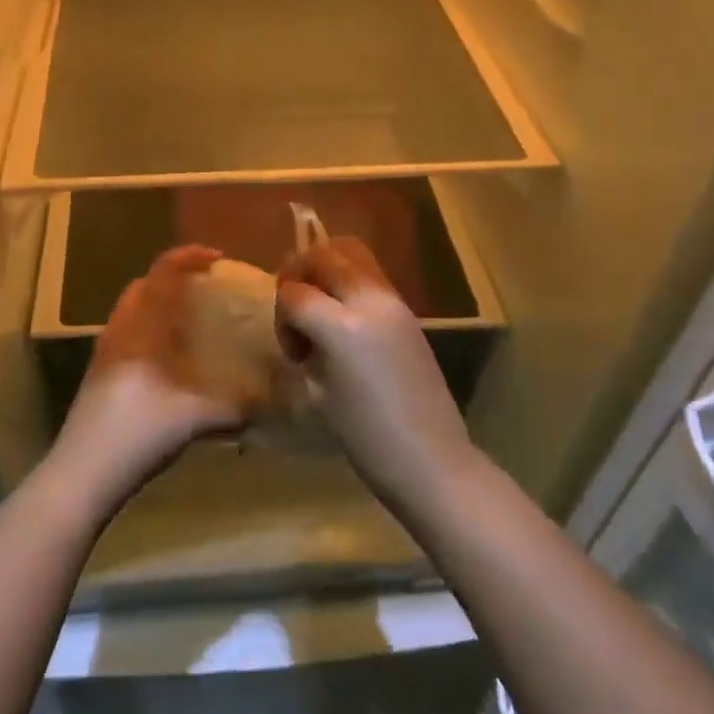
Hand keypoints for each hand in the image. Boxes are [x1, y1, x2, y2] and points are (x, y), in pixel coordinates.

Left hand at [48, 245, 247, 517]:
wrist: (81, 473)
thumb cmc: (138, 432)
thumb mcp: (196, 420)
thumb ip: (237, 407)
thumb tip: (272, 401)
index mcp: (142, 327)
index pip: (163, 272)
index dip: (189, 257)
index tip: (217, 259)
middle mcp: (120, 330)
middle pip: (143, 285)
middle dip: (173, 279)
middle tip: (204, 289)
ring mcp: (104, 352)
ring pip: (131, 310)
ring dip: (158, 305)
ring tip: (189, 322)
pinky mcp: (98, 375)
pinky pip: (126, 333)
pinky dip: (148, 330)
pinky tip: (168, 360)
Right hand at [276, 237, 477, 512]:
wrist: (431, 460)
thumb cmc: (367, 440)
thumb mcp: (319, 393)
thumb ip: (307, 346)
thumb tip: (301, 325)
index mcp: (342, 328)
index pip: (294, 293)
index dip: (281, 314)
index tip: (291, 347)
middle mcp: (369, 301)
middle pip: (325, 255)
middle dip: (300, 272)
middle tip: (294, 305)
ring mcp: (394, 301)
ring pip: (352, 253)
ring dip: (327, 268)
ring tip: (319, 303)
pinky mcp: (408, 310)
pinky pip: (370, 275)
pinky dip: (348, 282)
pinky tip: (345, 319)